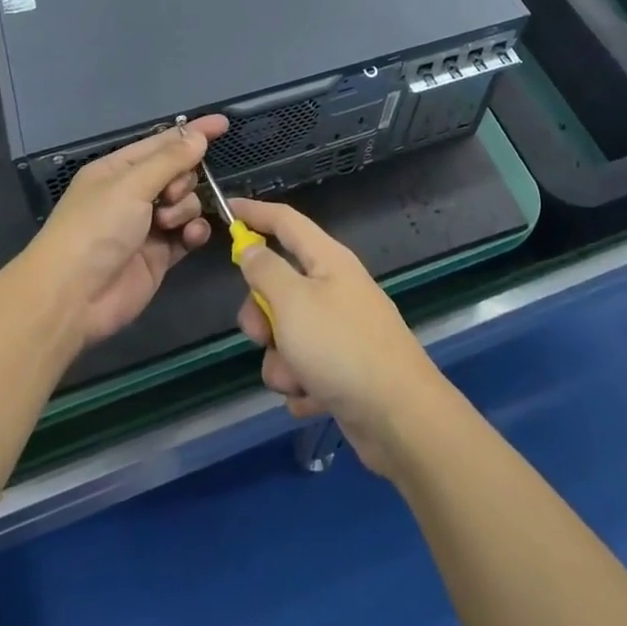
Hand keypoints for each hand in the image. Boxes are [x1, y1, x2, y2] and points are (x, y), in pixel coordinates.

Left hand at [25, 115, 223, 345]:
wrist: (73, 298)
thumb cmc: (96, 229)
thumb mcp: (131, 186)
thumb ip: (170, 160)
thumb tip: (197, 136)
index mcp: (118, 170)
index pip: (162, 143)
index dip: (192, 133)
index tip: (223, 124)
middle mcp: (133, 194)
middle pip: (178, 173)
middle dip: (183, 179)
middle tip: (170, 195)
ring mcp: (147, 225)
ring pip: (186, 203)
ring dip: (185, 208)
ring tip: (167, 223)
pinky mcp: (159, 255)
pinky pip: (188, 233)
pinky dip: (193, 232)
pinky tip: (190, 237)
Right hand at [232, 199, 452, 476]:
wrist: (399, 416)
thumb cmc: (341, 347)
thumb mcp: (292, 301)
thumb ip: (265, 271)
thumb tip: (251, 248)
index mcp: (327, 260)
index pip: (285, 222)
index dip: (255, 213)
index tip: (227, 209)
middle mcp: (335, 289)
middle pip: (279, 286)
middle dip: (262, 316)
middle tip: (262, 335)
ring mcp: (340, 331)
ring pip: (287, 335)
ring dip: (282, 362)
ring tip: (299, 380)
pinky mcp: (343, 370)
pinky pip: (304, 370)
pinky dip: (303, 386)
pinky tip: (315, 400)